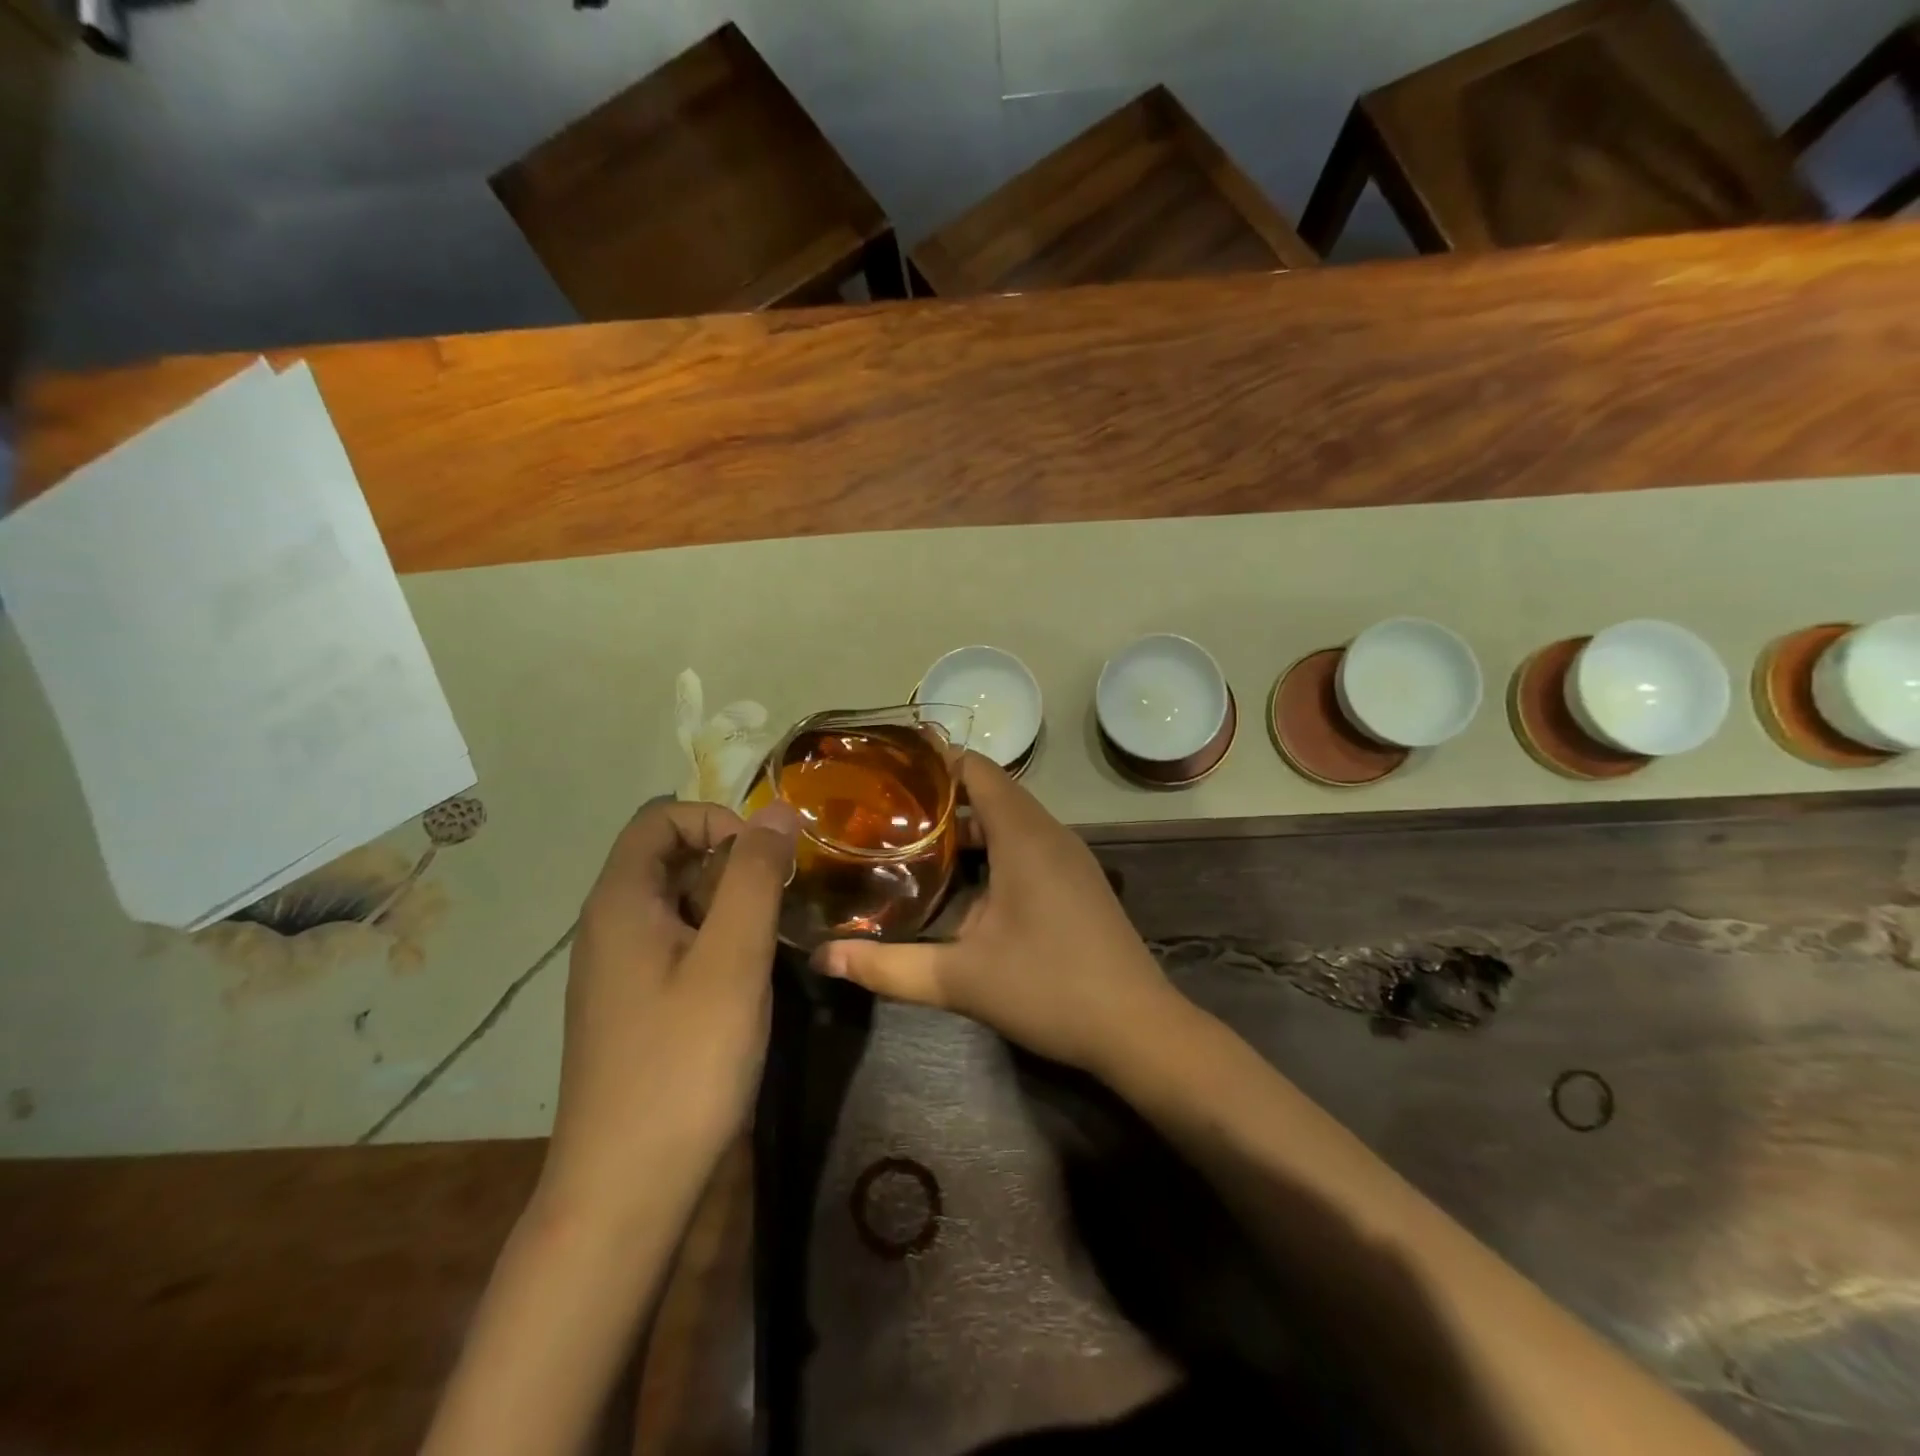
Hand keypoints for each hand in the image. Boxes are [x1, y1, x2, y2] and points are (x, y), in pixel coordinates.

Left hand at [542, 797, 798, 1211]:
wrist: (626, 1191)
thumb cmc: (683, 1063)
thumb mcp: (733, 959)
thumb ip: (755, 876)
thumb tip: (777, 810)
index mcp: (620, 903)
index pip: (661, 819)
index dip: (717, 819)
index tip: (767, 858)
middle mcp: (608, 927)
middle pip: (669, 859)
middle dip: (731, 864)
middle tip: (782, 901)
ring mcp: (617, 972)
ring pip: (677, 905)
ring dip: (729, 906)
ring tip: (773, 941)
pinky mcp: (633, 1008)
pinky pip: (676, 947)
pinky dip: (716, 943)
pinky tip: (747, 983)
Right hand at [812, 752, 1182, 1076]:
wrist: (1137, 1029)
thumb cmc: (1049, 989)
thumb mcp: (960, 979)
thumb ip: (888, 966)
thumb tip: (823, 956)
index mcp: (1024, 836)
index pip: (978, 770)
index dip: (936, 761)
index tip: (889, 768)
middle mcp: (1050, 834)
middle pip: (992, 793)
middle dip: (942, 797)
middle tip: (887, 810)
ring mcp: (1070, 858)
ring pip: (1012, 821)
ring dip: (968, 827)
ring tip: (914, 842)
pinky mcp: (1078, 882)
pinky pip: (1029, 844)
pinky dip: (993, 848)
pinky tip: (963, 883)